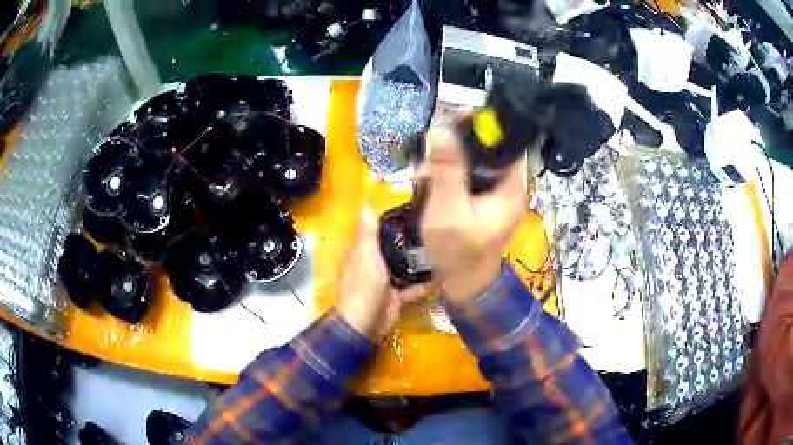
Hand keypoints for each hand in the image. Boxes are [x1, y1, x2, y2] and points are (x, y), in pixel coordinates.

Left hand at [336, 209, 431, 338]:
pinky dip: (425, 285)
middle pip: (392, 250)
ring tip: (442, 248)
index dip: (391, 223)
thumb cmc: (363, 286)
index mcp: (361, 254)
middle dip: (409, 242)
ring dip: (419, 263)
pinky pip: (413, 289)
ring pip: (404, 269)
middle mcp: (373, 266)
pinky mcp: (396, 298)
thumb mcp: (365, 257)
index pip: (376, 233)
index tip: (413, 211)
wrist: (365, 324)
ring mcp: (385, 283)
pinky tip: (444, 277)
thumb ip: (368, 234)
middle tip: (434, 229)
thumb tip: (366, 205)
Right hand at [419, 126, 525, 307]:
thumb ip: (447, 171)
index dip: (486, 127)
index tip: (457, 118)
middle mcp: (507, 187)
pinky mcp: (481, 203)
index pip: (507, 144)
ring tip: (426, 168)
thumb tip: (440, 130)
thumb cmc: (459, 252)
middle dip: (460, 144)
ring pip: (475, 163)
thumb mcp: (449, 210)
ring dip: (450, 161)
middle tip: (434, 144)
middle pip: (489, 151)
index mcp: (511, 187)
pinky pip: (467, 178)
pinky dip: (449, 175)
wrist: (462, 285)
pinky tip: (429, 181)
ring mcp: (494, 196)